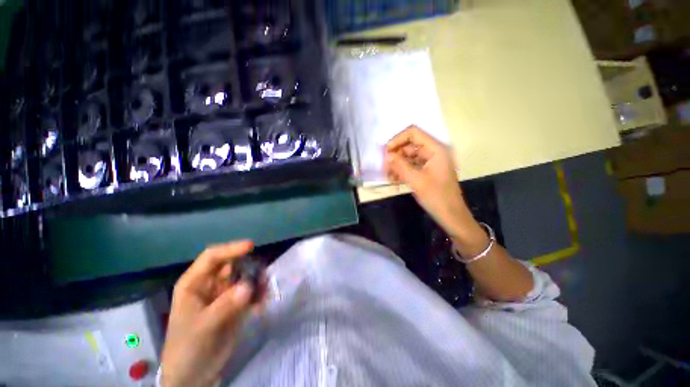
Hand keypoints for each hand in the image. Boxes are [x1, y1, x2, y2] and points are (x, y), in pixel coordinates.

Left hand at [161, 241, 264, 386]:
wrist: (194, 375)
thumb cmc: (188, 347)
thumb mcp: (202, 327)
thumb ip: (225, 306)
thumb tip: (249, 286)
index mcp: (195, 283)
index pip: (212, 257)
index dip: (231, 248)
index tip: (251, 246)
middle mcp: (211, 284)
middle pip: (233, 264)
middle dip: (249, 265)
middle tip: (264, 272)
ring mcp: (225, 294)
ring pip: (245, 277)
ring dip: (257, 280)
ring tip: (266, 289)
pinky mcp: (236, 305)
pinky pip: (252, 292)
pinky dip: (260, 294)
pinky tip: (263, 303)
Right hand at [385, 126, 469, 236]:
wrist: (451, 216)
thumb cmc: (436, 197)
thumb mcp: (416, 180)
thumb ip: (400, 165)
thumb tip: (386, 155)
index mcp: (436, 149)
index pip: (414, 133)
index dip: (398, 139)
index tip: (386, 152)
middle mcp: (434, 152)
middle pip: (410, 145)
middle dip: (396, 155)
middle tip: (384, 167)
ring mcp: (431, 162)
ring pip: (409, 157)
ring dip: (397, 165)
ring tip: (388, 176)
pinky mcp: (428, 171)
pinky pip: (412, 166)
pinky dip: (403, 171)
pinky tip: (394, 180)